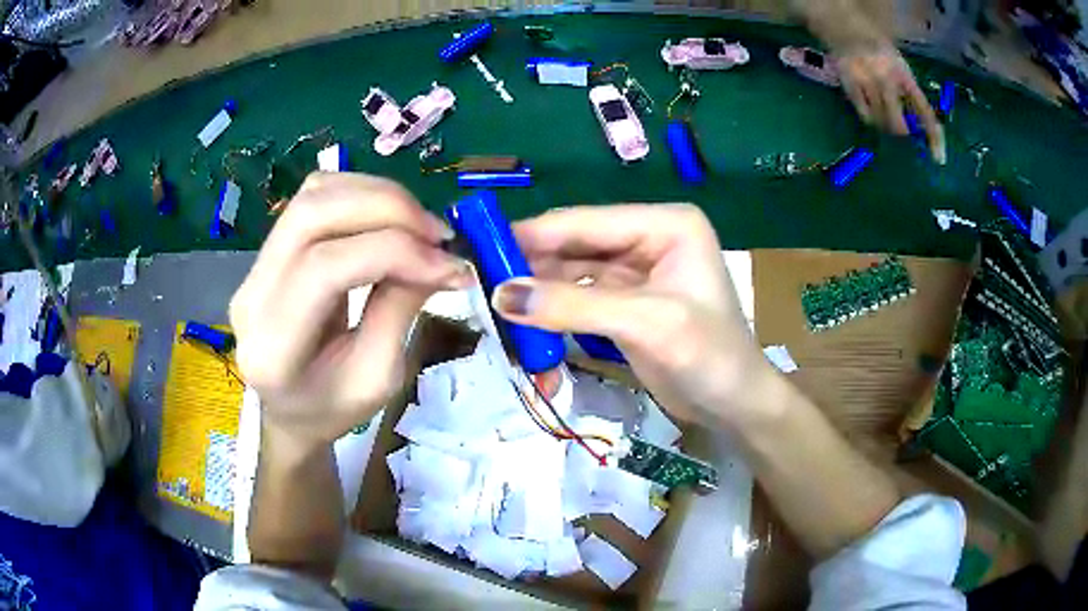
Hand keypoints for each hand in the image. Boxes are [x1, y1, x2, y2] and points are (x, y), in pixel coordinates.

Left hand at [229, 173, 469, 446]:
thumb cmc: (333, 409)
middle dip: (387, 208)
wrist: (290, 411)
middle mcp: (251, 295)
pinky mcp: (267, 251)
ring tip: (419, 227)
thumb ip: (399, 311)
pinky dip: (361, 195)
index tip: (450, 265)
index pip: (324, 269)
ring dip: (377, 196)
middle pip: (311, 214)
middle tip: (438, 235)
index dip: (394, 252)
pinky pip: (313, 197)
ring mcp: (253, 267)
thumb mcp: (378, 379)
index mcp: (273, 349)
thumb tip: (438, 257)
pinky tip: (389, 220)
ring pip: (312, 195)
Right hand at [491, 204, 775, 425]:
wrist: (734, 405)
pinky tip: (524, 320)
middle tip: (479, 281)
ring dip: (538, 289)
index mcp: (665, 224)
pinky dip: (553, 310)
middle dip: (531, 263)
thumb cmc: (709, 355)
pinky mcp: (626, 303)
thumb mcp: (644, 324)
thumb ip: (573, 306)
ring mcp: (636, 271)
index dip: (533, 235)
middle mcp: (648, 238)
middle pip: (576, 244)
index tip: (479, 249)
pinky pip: (579, 298)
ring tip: (492, 302)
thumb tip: (502, 294)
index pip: (586, 222)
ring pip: (573, 272)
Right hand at [837, 45, 945, 163]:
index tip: (939, 159)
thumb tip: (918, 127)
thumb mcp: (900, 68)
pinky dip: (869, 117)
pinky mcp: (849, 85)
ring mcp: (867, 82)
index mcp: (905, 75)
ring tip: (882, 113)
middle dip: (901, 132)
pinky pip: (864, 114)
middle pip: (898, 125)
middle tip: (900, 129)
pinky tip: (869, 109)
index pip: (925, 112)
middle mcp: (887, 80)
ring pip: (881, 122)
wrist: (847, 29)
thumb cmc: (879, 51)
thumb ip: (909, 94)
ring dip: (884, 124)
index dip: (933, 136)